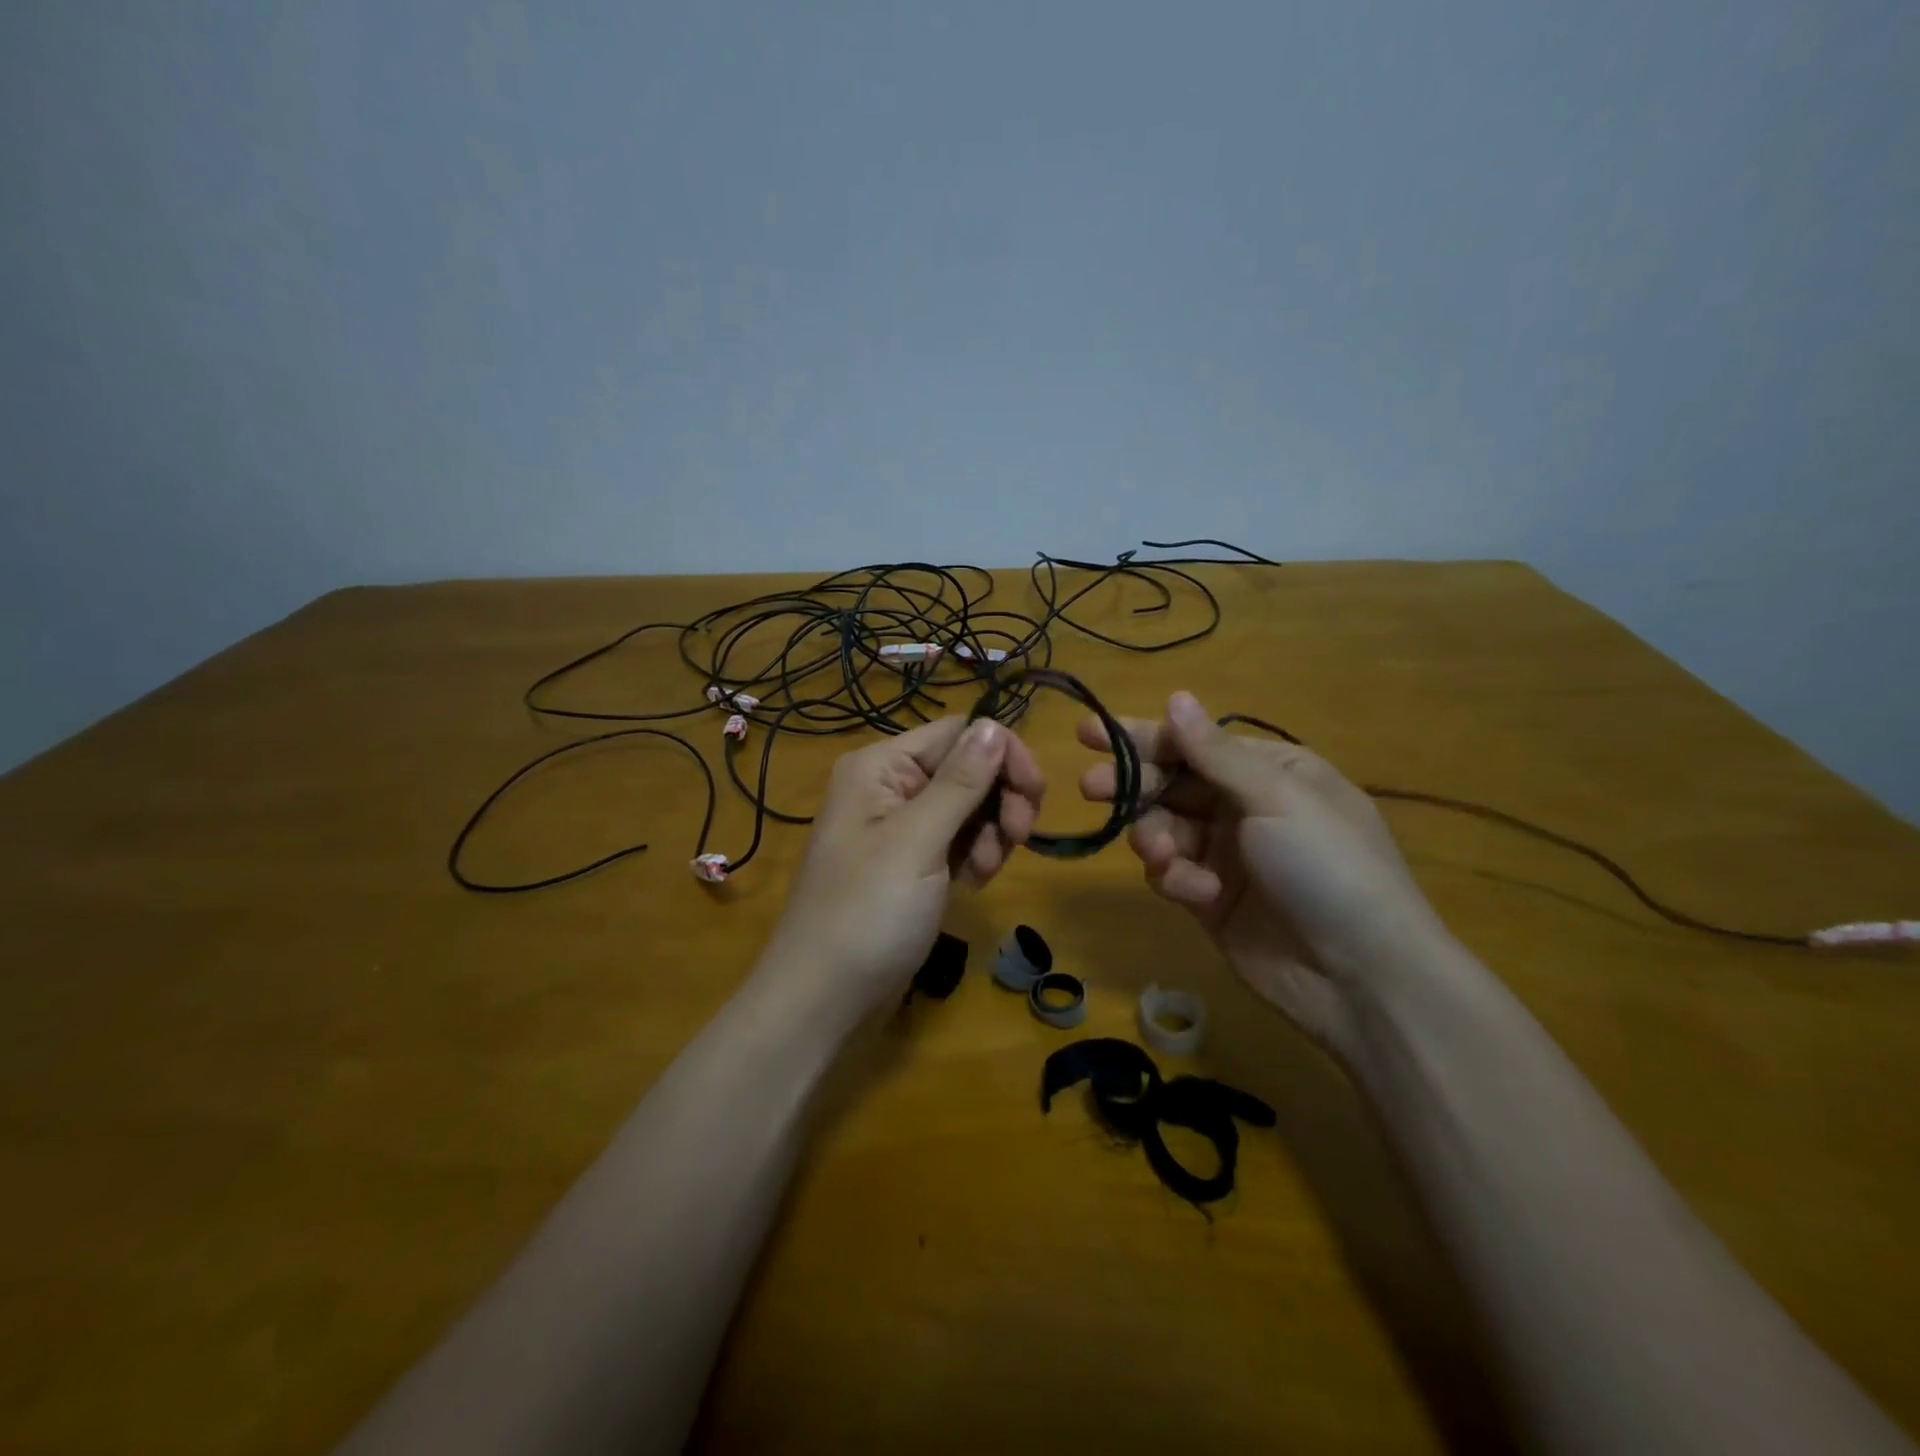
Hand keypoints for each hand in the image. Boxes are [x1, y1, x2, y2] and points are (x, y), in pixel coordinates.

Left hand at [763, 716, 1044, 1013]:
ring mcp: (901, 827)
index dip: (1002, 755)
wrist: (825, 998)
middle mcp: (890, 786)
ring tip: (983, 873)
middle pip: (968, 768)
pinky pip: (959, 840)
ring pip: (970, 806)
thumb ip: (960, 782)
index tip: (1034, 796)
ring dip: (990, 833)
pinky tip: (973, 884)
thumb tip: (993, 724)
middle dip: (999, 800)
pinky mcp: (913, 863)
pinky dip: (975, 856)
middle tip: (1018, 837)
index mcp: (881, 766)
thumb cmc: (867, 913)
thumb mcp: (917, 842)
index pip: (959, 733)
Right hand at [1079, 691, 1444, 1055]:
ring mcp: (1225, 854)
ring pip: (1162, 828)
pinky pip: (1172, 873)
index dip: (1140, 737)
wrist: (1361, 977)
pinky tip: (1196, 893)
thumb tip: (1176, 696)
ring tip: (1162, 855)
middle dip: (1132, 784)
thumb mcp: (1276, 798)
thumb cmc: (1327, 867)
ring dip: (1154, 837)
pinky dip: (1175, 878)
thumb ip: (1215, 753)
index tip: (1087, 735)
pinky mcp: (1210, 899)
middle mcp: (1243, 806)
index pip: (1192, 743)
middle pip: (1169, 784)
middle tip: (1091, 787)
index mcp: (1268, 771)